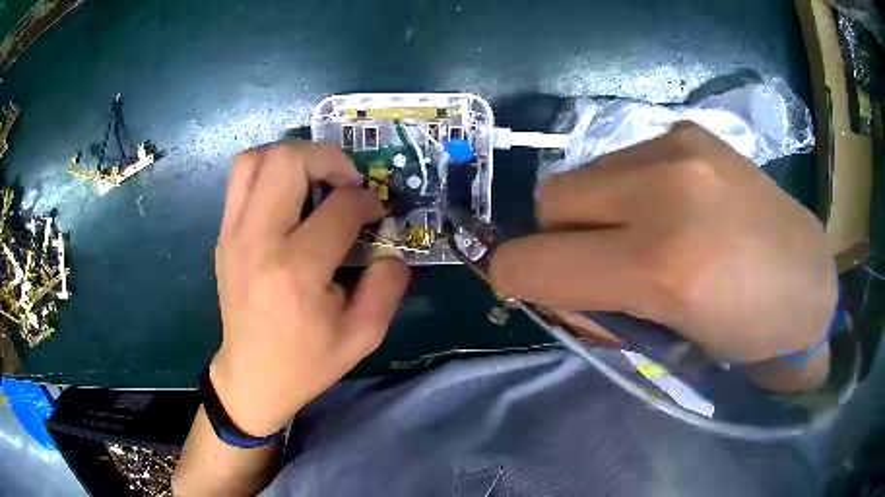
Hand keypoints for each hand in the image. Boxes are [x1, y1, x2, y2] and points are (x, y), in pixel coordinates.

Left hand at [211, 141, 409, 435]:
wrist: (253, 376)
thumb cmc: (307, 361)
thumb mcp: (363, 335)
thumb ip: (388, 285)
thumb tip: (390, 246)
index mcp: (296, 271)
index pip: (340, 207)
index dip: (367, 201)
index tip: (375, 213)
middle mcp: (258, 241)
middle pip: (288, 160)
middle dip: (328, 158)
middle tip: (346, 181)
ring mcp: (233, 234)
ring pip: (256, 158)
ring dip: (292, 156)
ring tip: (315, 178)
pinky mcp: (223, 235)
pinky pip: (241, 178)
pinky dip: (269, 170)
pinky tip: (289, 195)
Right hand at [490, 123, 836, 365]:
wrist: (810, 286)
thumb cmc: (744, 338)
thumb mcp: (664, 344)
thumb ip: (597, 307)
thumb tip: (549, 283)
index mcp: (664, 266)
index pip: (538, 260)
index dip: (515, 276)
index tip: (522, 287)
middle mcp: (668, 189)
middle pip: (553, 198)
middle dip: (560, 238)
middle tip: (602, 267)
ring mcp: (681, 148)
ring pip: (585, 174)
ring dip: (595, 211)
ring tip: (644, 237)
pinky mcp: (692, 132)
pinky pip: (623, 159)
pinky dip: (627, 190)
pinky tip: (671, 209)